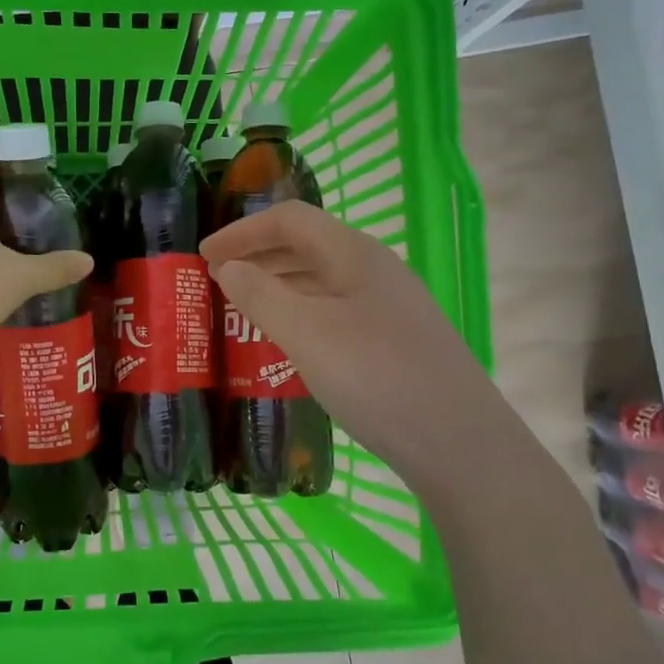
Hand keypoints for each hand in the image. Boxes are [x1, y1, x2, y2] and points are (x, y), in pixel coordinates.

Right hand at [201, 201, 476, 474]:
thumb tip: (228, 267)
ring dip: (278, 284)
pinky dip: (300, 312)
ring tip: (242, 308)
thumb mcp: (307, 334)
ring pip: (321, 279)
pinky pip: (335, 309)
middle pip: (307, 244)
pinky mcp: (395, 339)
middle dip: (257, 256)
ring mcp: (389, 305)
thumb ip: (261, 295)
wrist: (460, 443)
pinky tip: (288, 341)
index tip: (204, 256)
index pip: (289, 220)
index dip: (242, 231)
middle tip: (216, 281)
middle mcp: (375, 270)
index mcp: (354, 254)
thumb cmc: (377, 378)